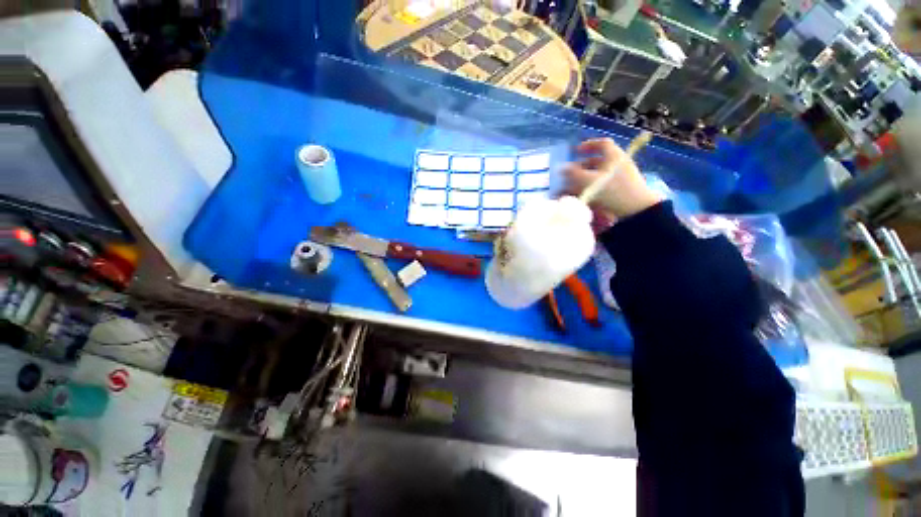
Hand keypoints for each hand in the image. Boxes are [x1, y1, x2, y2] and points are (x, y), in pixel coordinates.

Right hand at [561, 138, 663, 218]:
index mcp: (614, 156)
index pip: (602, 143)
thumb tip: (561, 168)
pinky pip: (603, 184)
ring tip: (572, 187)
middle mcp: (618, 164)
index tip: (576, 151)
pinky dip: (592, 187)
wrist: (634, 209)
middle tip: (570, 173)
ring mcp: (620, 177)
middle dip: (582, 166)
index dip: (588, 145)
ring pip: (599, 173)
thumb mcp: (588, 181)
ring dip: (584, 178)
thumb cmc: (611, 191)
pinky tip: (582, 195)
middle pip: (599, 160)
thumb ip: (572, 173)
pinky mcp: (620, 189)